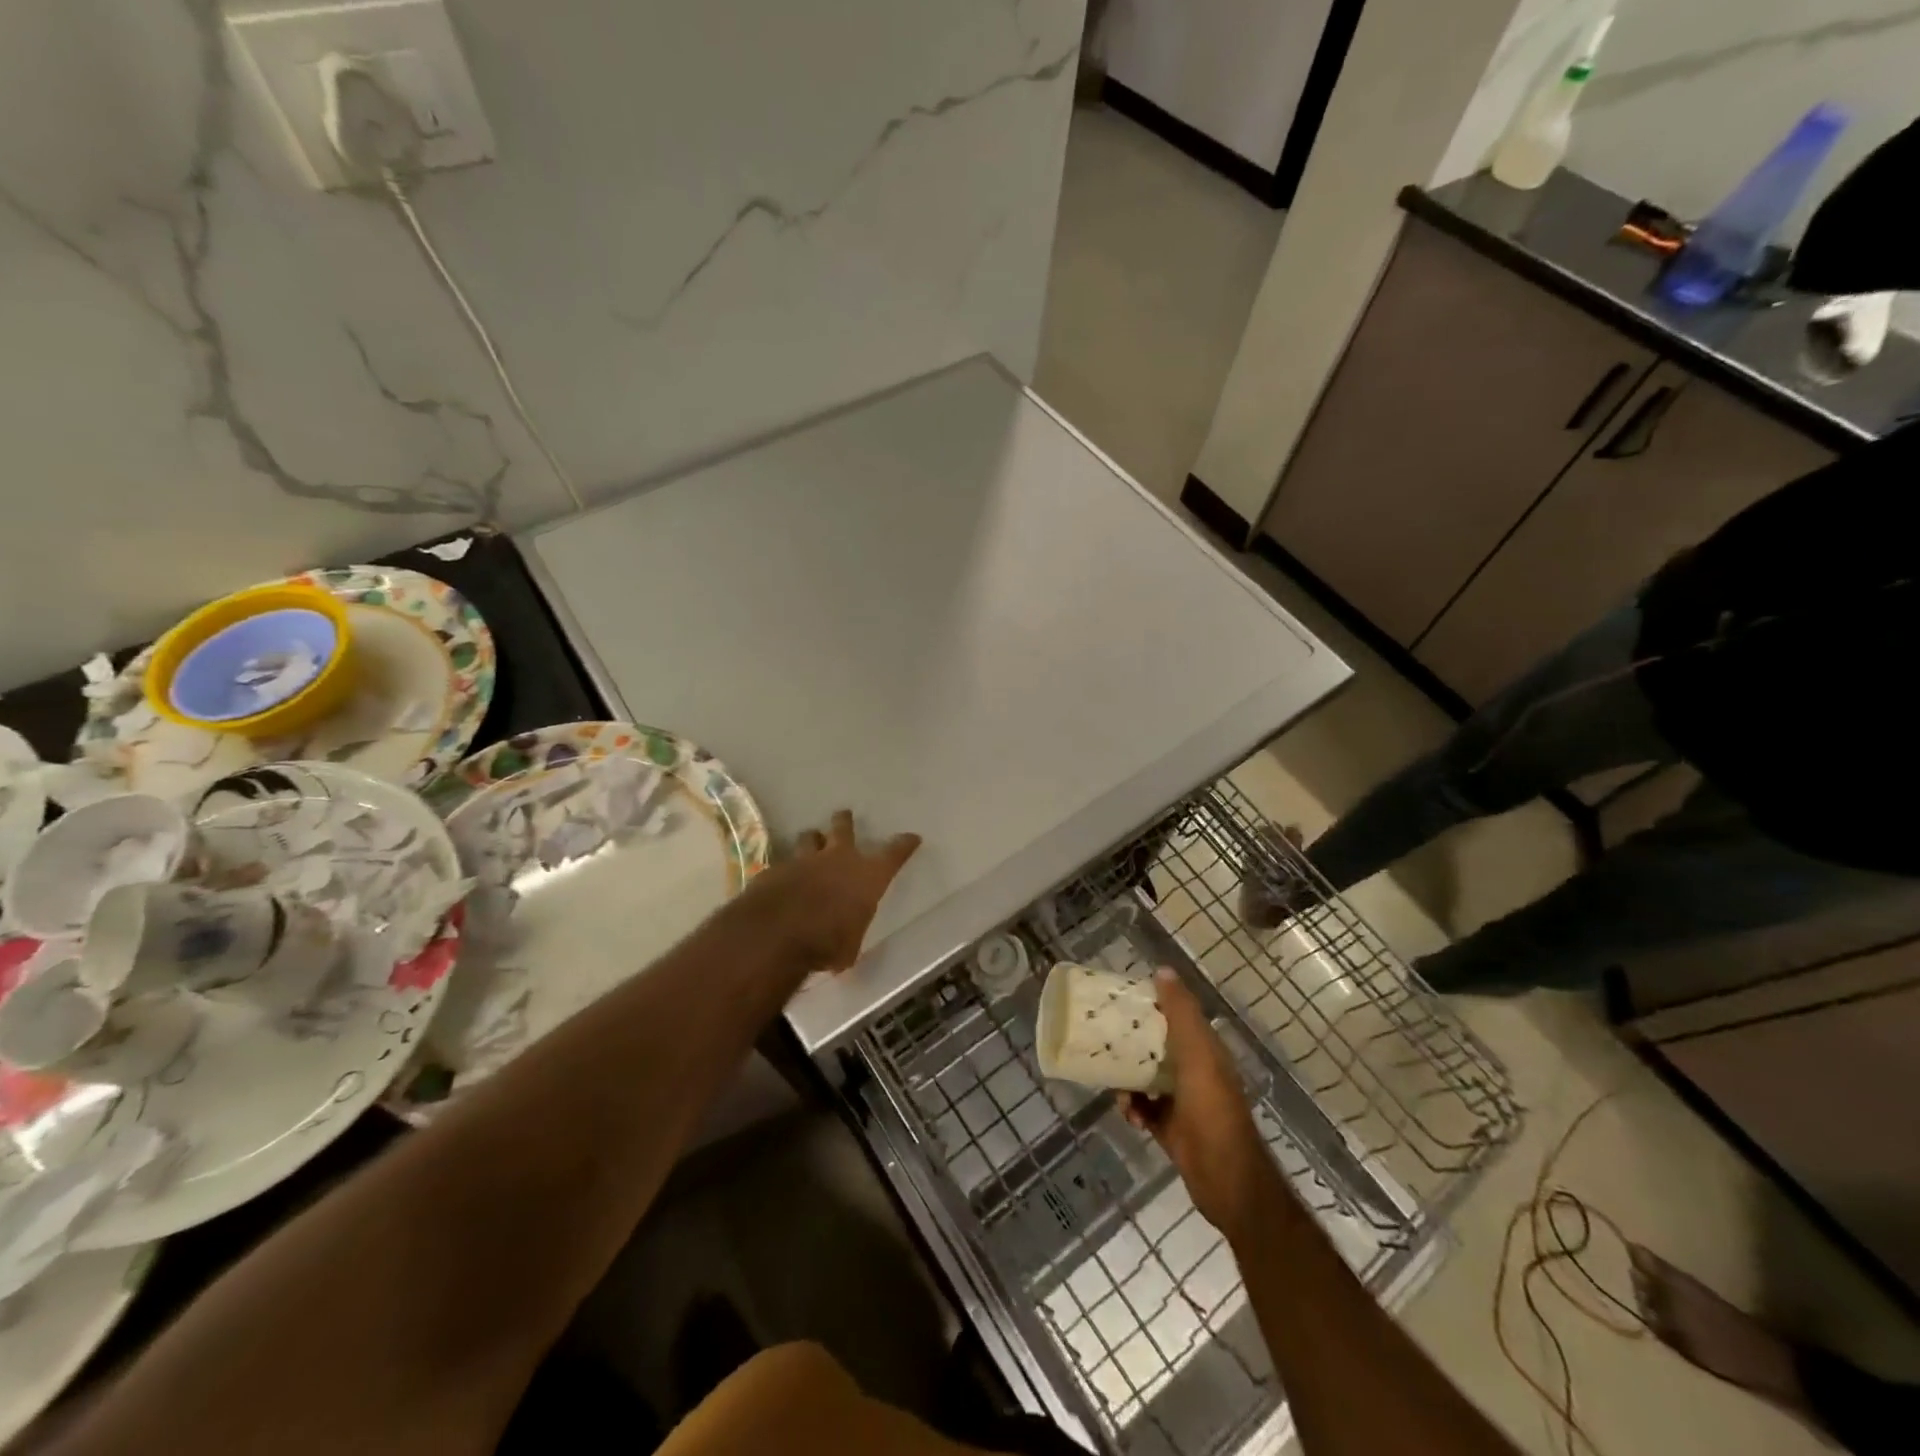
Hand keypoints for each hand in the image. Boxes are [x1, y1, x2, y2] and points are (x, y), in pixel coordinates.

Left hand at [741, 810, 920, 971]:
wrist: (777, 932)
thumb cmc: (827, 942)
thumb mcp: (849, 948)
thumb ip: (849, 936)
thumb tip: (844, 946)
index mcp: (868, 876)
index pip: (894, 853)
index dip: (904, 844)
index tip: (912, 838)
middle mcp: (839, 859)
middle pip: (844, 827)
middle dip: (844, 821)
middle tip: (844, 816)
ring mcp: (805, 860)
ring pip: (810, 837)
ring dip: (813, 840)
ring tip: (812, 842)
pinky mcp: (777, 868)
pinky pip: (785, 861)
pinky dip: (787, 868)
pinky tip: (783, 877)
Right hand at [1123, 969, 1288, 1241]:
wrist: (1225, 1179)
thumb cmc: (1211, 1109)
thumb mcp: (1197, 1054)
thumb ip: (1181, 1014)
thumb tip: (1163, 970)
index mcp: (1206, 1051)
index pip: (1177, 1017)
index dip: (1152, 1005)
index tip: (1123, 1000)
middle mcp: (1196, 1072)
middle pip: (1159, 1047)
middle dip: (1133, 1043)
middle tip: (1105, 1037)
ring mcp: (1184, 1102)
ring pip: (1148, 1078)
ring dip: (1129, 1079)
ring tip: (1115, 1083)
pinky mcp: (1171, 1129)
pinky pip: (1145, 1109)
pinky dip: (1133, 1108)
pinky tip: (1128, 1113)